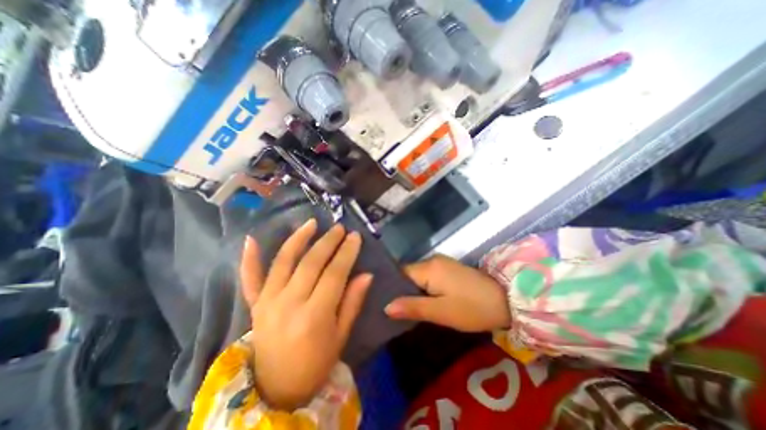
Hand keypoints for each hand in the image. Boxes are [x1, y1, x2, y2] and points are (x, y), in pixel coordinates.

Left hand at [238, 219, 371, 411]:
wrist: (276, 389)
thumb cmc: (316, 363)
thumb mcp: (341, 336)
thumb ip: (352, 302)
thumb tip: (366, 274)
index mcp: (314, 316)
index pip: (334, 274)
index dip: (346, 253)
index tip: (355, 236)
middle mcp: (288, 304)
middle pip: (311, 263)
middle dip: (328, 242)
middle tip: (340, 228)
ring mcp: (267, 302)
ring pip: (283, 261)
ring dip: (298, 239)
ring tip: (312, 223)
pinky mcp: (255, 304)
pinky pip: (249, 278)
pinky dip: (249, 258)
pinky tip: (251, 239)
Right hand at [387, 255, 510, 332]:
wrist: (507, 300)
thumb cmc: (472, 308)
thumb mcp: (441, 312)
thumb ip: (413, 307)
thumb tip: (386, 307)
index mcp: (428, 268)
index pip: (400, 274)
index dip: (391, 287)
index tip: (383, 302)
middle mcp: (432, 260)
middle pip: (408, 274)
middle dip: (401, 290)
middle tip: (394, 310)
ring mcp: (442, 263)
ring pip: (418, 276)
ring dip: (413, 290)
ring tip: (405, 308)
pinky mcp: (449, 269)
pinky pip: (428, 276)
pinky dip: (423, 288)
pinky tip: (423, 300)